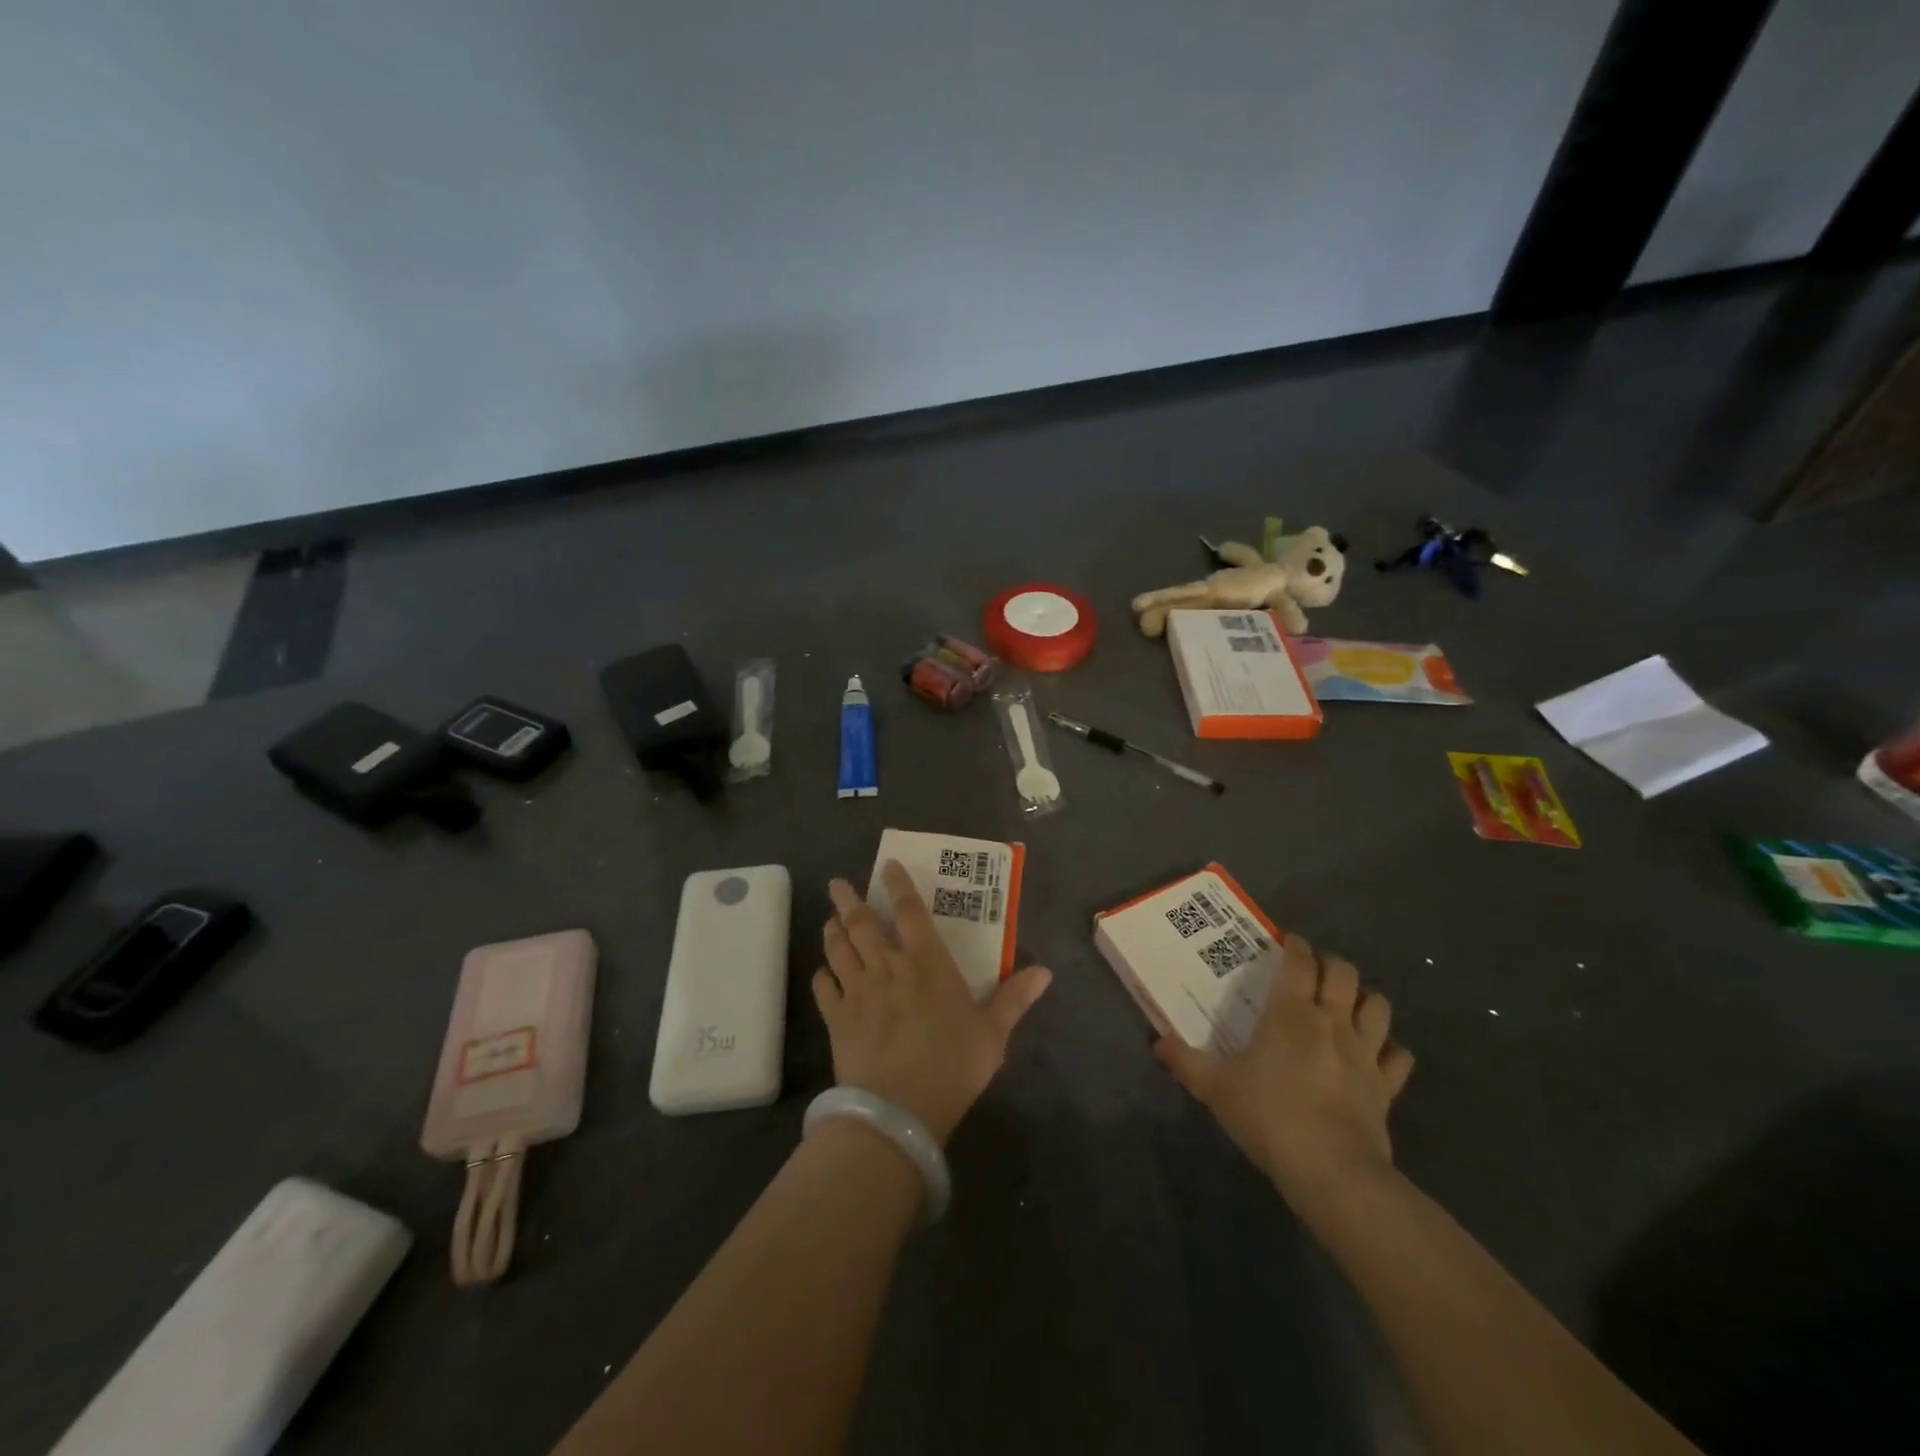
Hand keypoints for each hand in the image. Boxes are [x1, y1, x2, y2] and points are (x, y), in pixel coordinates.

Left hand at [814, 862, 1050, 1144]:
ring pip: (838, 950)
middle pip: (862, 924)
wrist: (898, 1112)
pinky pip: (823, 989)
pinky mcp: (837, 1019)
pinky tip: (822, 974)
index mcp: (927, 964)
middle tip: (837, 883)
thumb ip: (1014, 999)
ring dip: (832, 931)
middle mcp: (888, 968)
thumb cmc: (952, 1067)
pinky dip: (821, 977)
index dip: (898, 886)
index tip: (887, 866)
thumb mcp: (993, 1034)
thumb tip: (1046, 971)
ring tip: (829, 919)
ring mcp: (858, 992)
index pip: (909, 912)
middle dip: (848, 899)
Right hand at [1155, 933, 1412, 1204]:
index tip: (1288, 943)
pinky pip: (1399, 1057)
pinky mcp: (1387, 1087)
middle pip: (1344, 973)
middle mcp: (1331, 1021)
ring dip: (1365, 1000)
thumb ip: (1185, 1061)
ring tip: (1350, 1005)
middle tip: (1315, 971)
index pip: (1300, 961)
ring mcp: (1365, 1053)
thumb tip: (1157, 1043)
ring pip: (1378, 1007)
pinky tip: (1379, 1056)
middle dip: (1331, 964)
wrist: (1331, 1169)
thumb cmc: (1268, 1114)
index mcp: (1290, 1012)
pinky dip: (1391, 1051)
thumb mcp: (1215, 1087)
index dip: (1296, 946)